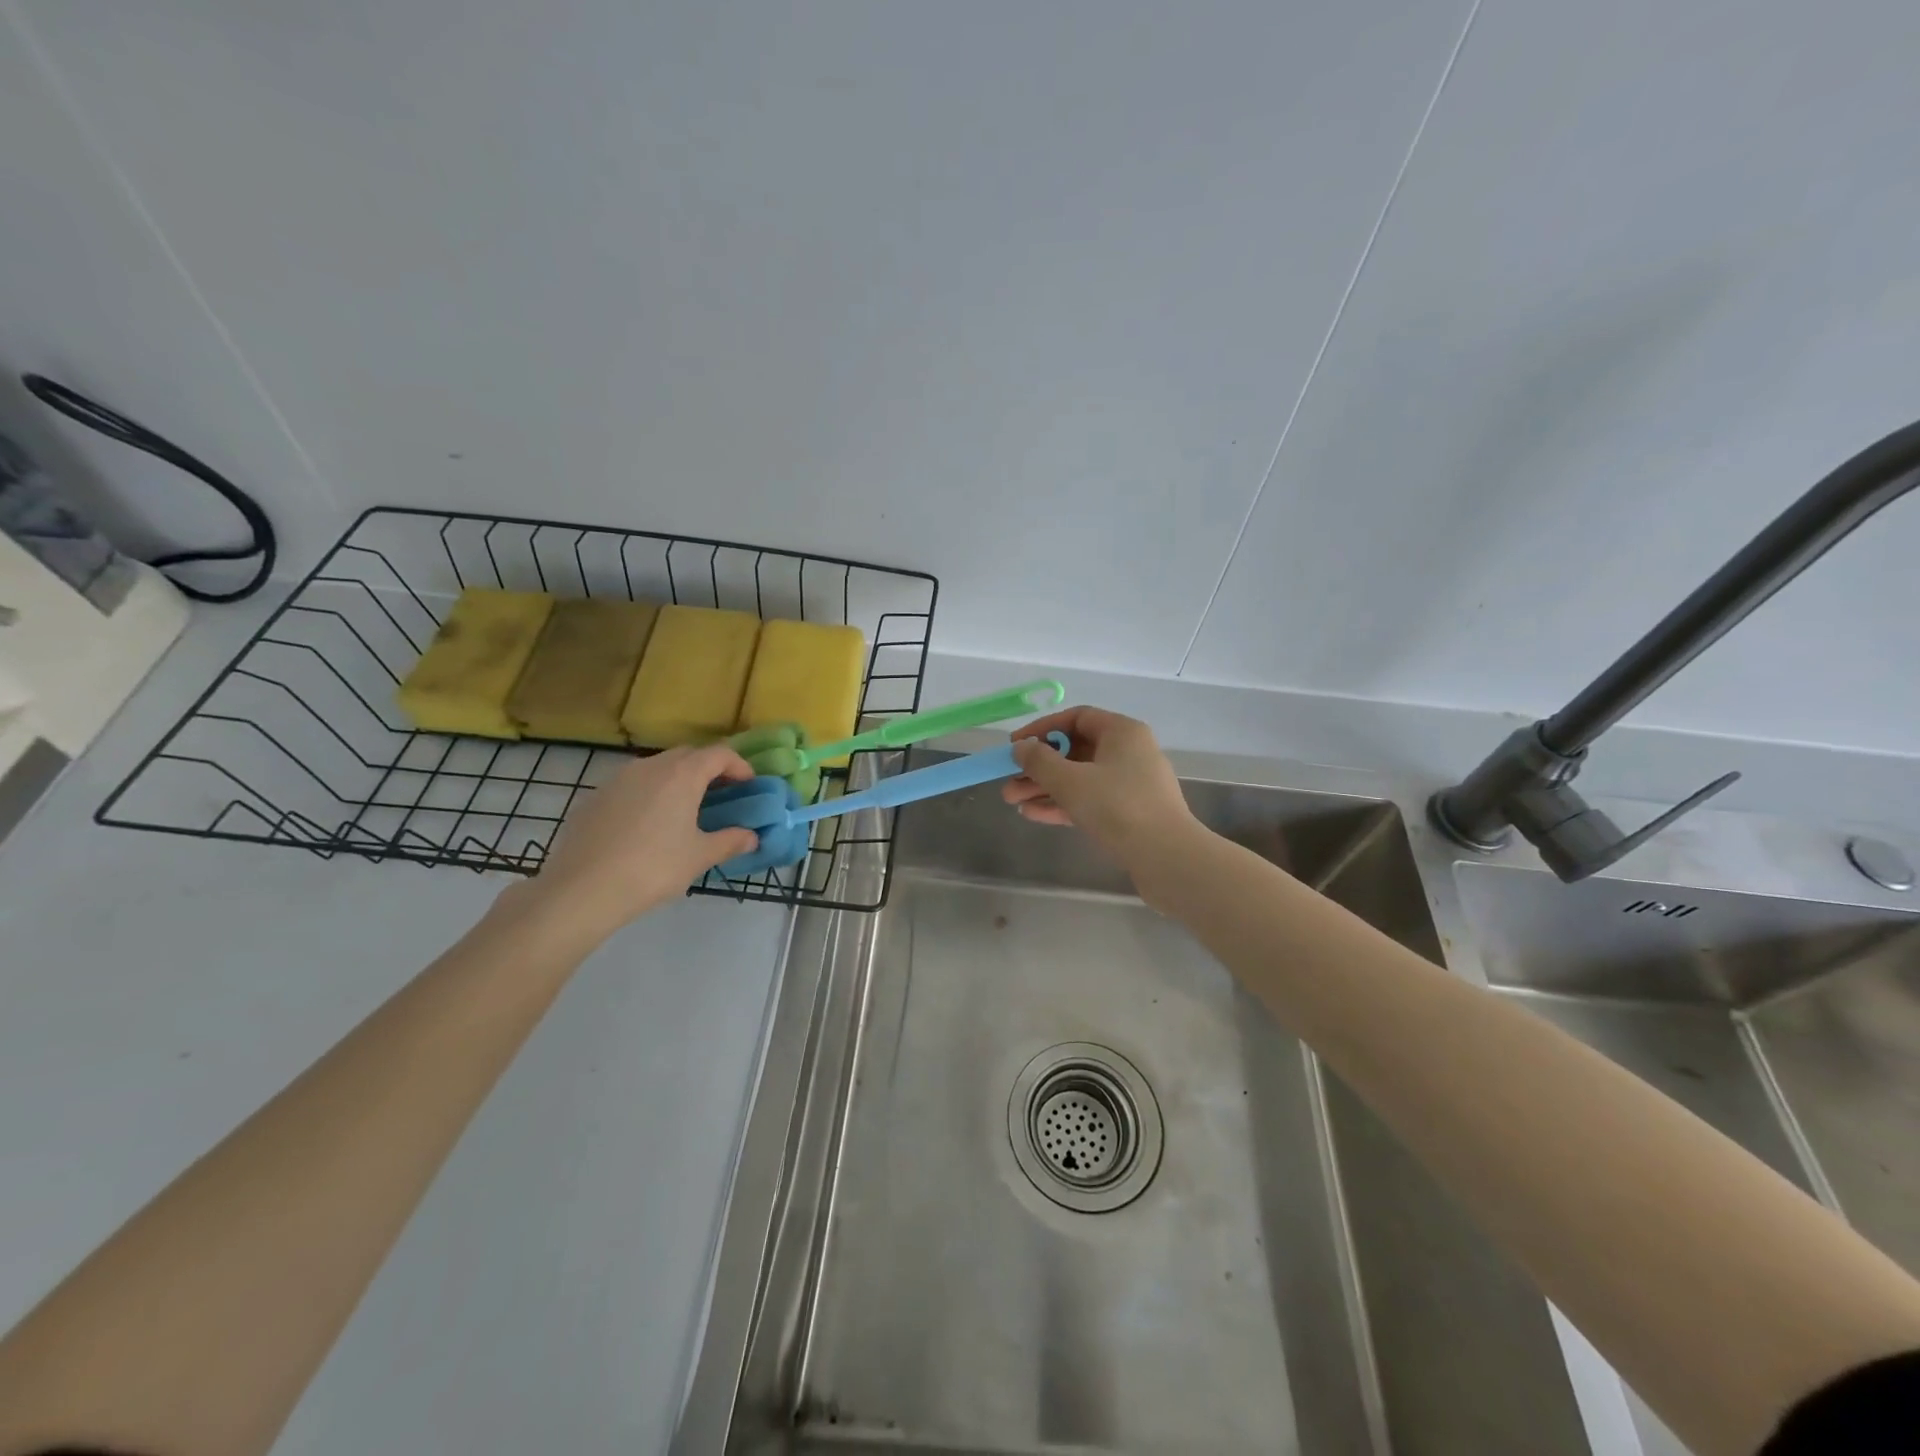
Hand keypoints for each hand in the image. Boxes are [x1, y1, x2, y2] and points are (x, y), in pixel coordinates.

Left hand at [511, 745, 758, 940]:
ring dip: (677, 779)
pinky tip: (648, 824)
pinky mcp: (595, 797)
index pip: (719, 754)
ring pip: (657, 767)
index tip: (749, 784)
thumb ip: (730, 841)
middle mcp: (650, 766)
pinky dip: (649, 793)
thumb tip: (752, 837)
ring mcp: (618, 779)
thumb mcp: (699, 857)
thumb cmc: (653, 868)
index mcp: (682, 775)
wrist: (582, 889)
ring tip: (685, 808)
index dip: (739, 765)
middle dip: (709, 769)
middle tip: (721, 794)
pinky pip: (632, 785)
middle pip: (688, 754)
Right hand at [1003, 707, 1198, 872]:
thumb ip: (1039, 761)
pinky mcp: (1131, 813)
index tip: (1015, 746)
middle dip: (1038, 766)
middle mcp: (1129, 752)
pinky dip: (1063, 804)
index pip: (1076, 718)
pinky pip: (1090, 800)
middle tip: (1008, 780)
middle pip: (1075, 751)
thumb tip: (1022, 748)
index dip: (1042, 729)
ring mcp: (1131, 784)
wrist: (1167, 857)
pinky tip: (1033, 815)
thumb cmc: (1117, 807)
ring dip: (1045, 787)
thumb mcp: (1070, 780)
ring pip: (1080, 778)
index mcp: (1122, 732)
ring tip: (1012, 801)